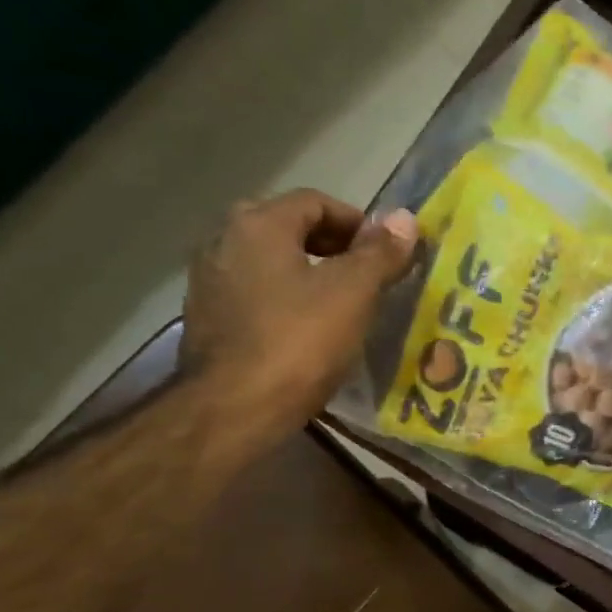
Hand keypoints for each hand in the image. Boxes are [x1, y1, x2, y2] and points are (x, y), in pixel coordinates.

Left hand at [182, 189, 418, 414]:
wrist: (234, 409)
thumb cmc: (298, 343)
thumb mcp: (353, 294)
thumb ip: (380, 254)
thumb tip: (406, 218)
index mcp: (259, 223)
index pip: (316, 202)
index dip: (358, 223)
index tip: (385, 255)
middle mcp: (224, 240)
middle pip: (288, 230)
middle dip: (332, 250)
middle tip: (366, 281)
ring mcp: (208, 282)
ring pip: (270, 265)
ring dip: (307, 277)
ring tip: (340, 309)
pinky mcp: (205, 321)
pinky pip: (255, 297)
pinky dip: (283, 304)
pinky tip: (304, 335)